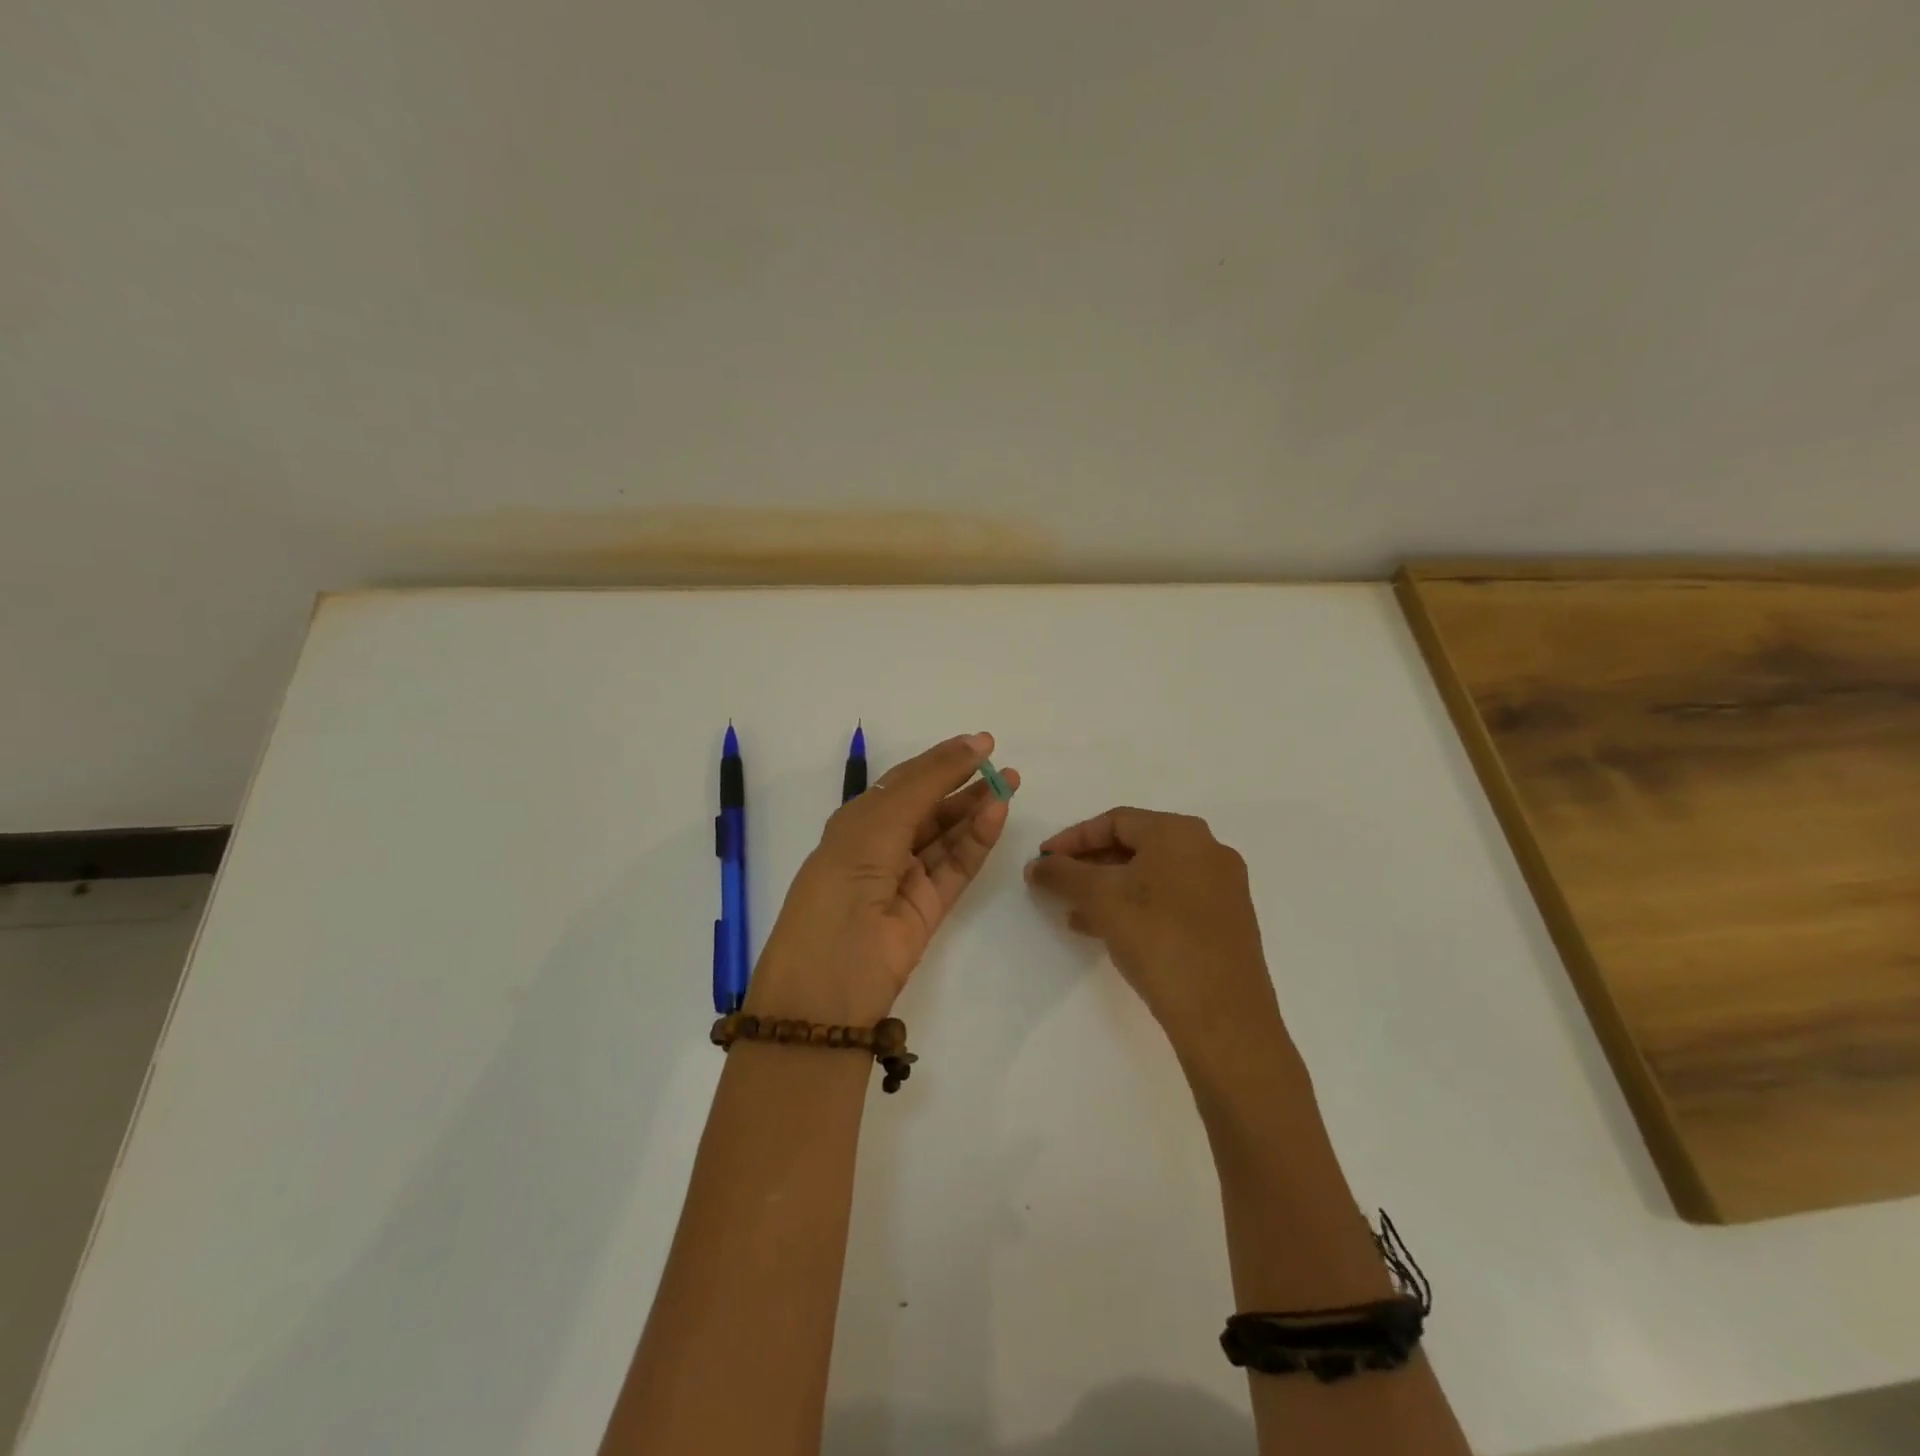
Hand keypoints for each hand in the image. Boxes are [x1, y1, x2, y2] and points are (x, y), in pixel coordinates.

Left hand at [746, 733, 1018, 1026]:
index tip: (982, 743)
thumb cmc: (844, 881)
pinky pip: (956, 865)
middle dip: (965, 784)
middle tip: (1004, 767)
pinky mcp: (929, 907)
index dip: (942, 760)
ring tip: (1011, 785)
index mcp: (857, 822)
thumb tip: (971, 743)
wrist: (829, 979)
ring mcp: (906, 878)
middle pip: (931, 807)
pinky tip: (997, 814)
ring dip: (976, 810)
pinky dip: (977, 840)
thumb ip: (928, 782)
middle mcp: (881, 846)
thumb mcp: (879, 822)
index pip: (905, 781)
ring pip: (948, 835)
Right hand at [1025, 807, 1283, 1059]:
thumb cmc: (1158, 939)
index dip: (1072, 838)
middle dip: (1090, 865)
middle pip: (1135, 846)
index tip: (1043, 860)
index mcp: (1180, 832)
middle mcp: (1207, 850)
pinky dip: (1135, 907)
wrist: (1223, 1016)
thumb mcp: (1100, 899)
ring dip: (1109, 889)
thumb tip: (1037, 865)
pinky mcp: (1226, 922)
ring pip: (1151, 876)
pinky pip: (1170, 900)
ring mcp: (1221, 887)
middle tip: (1057, 885)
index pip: (1115, 821)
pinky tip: (1107, 932)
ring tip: (1074, 914)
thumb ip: (1062, 874)